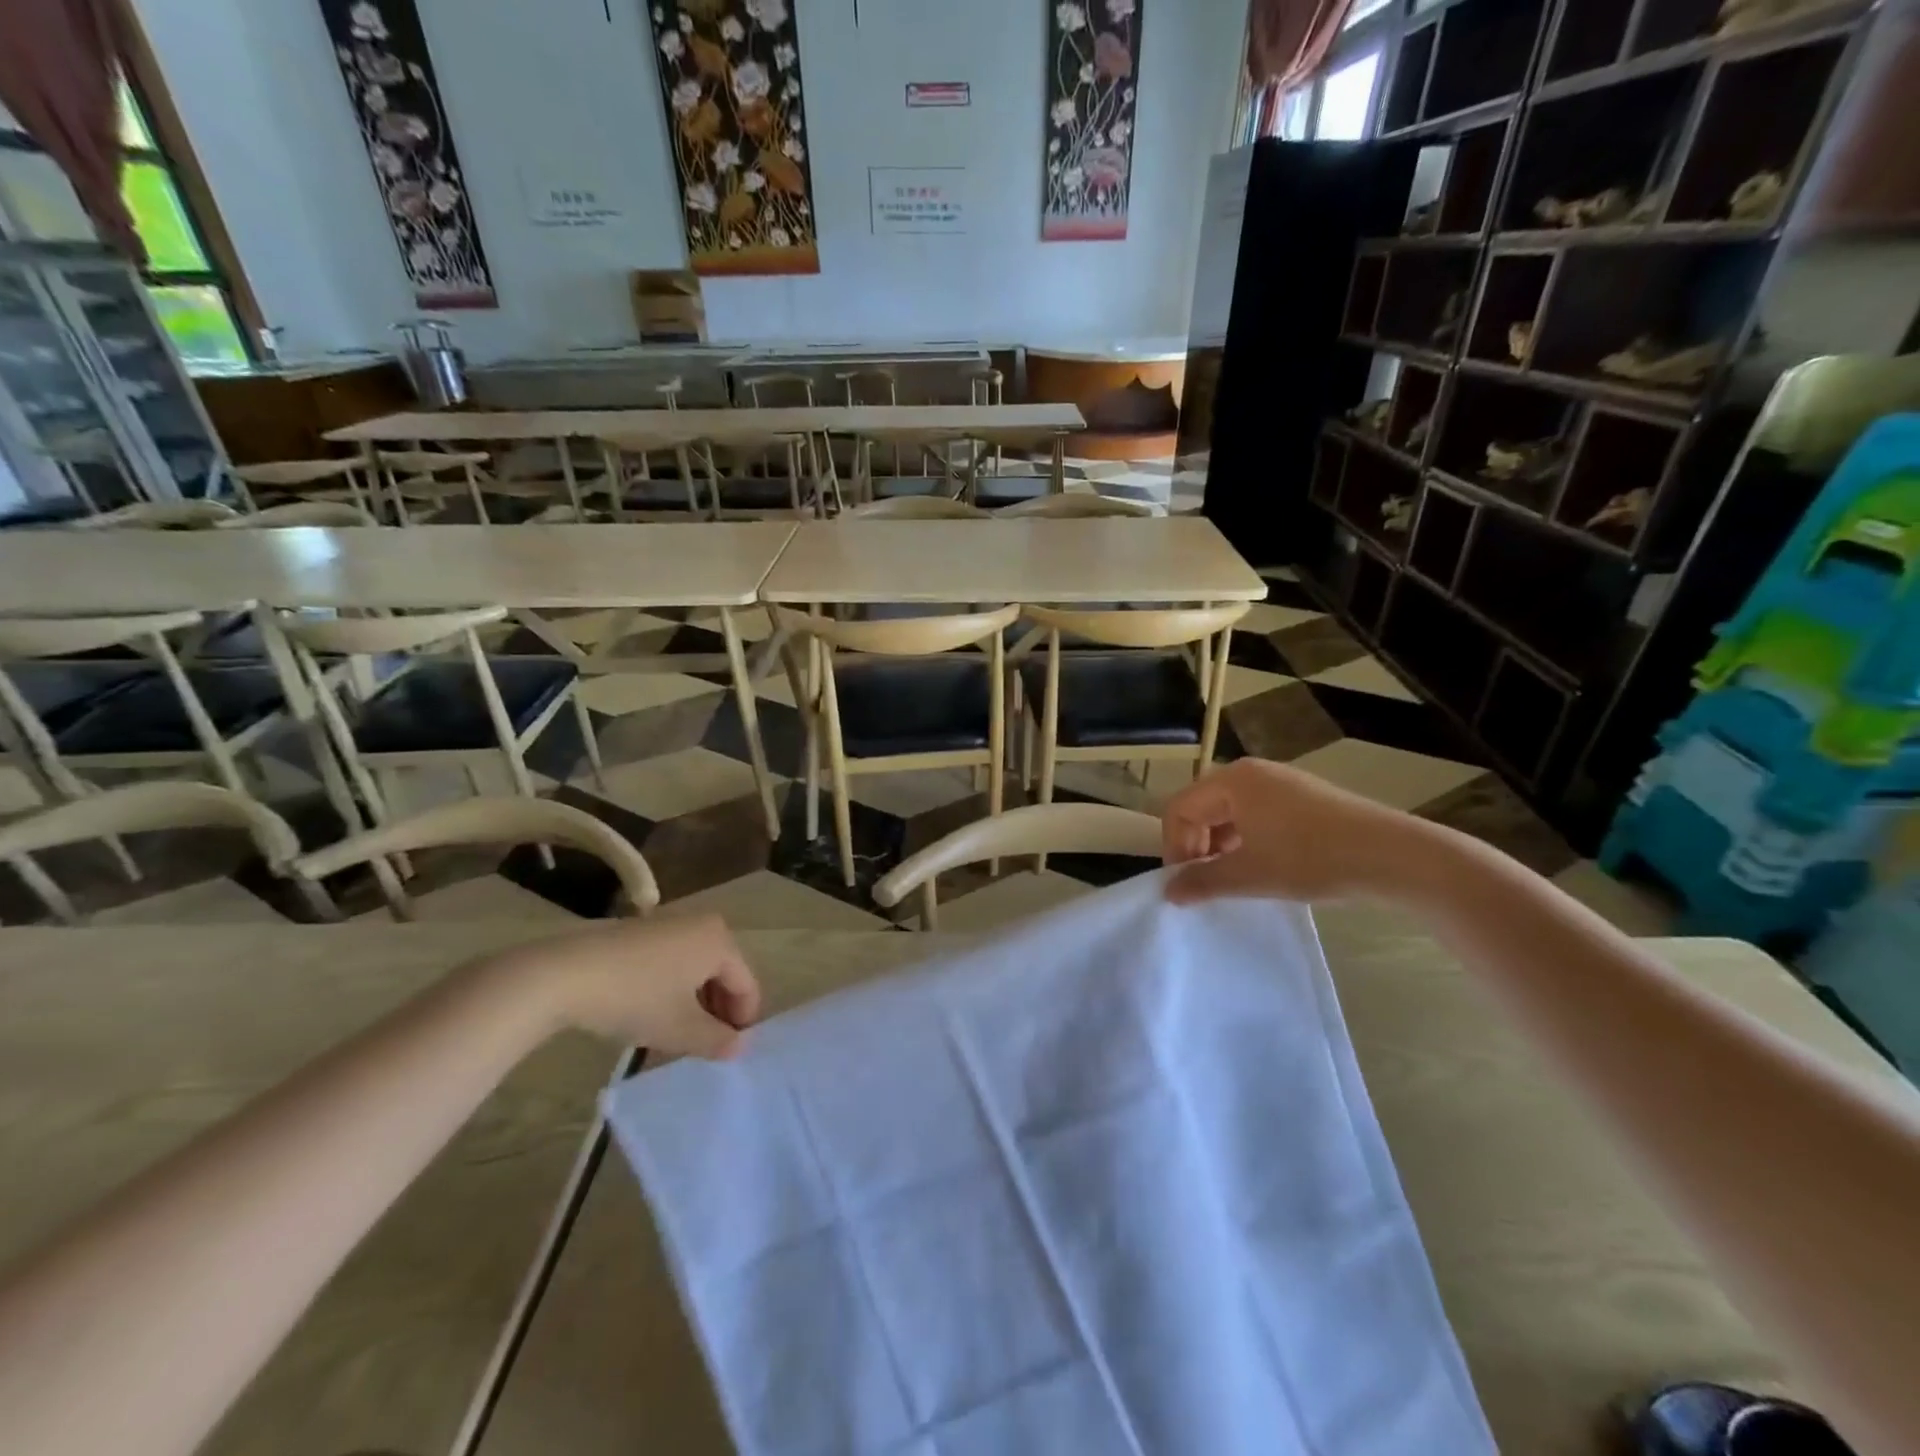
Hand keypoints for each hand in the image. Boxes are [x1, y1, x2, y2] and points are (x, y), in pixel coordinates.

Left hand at [484, 915, 761, 1059]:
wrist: (562, 974)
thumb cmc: (634, 997)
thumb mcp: (680, 1029)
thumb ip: (717, 1040)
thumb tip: (741, 1046)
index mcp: (720, 941)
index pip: (746, 985)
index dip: (742, 1022)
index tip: (729, 1054)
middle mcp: (701, 924)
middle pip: (724, 974)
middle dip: (718, 1012)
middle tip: (703, 1047)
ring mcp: (669, 923)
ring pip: (696, 968)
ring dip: (694, 1002)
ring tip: (676, 1036)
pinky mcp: (640, 931)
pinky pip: (672, 961)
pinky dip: (672, 987)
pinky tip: (650, 1013)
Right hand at [1162, 760, 1417, 903]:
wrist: (1392, 855)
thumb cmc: (1311, 858)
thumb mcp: (1250, 875)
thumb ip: (1202, 882)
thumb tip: (1168, 892)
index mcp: (1232, 781)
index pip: (1180, 808)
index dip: (1174, 847)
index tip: (1183, 883)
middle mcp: (1251, 772)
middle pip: (1202, 806)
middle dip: (1195, 845)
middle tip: (1203, 883)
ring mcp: (1279, 782)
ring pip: (1229, 812)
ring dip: (1219, 845)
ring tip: (1231, 878)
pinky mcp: (1301, 797)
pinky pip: (1255, 813)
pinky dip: (1245, 839)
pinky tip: (1262, 866)